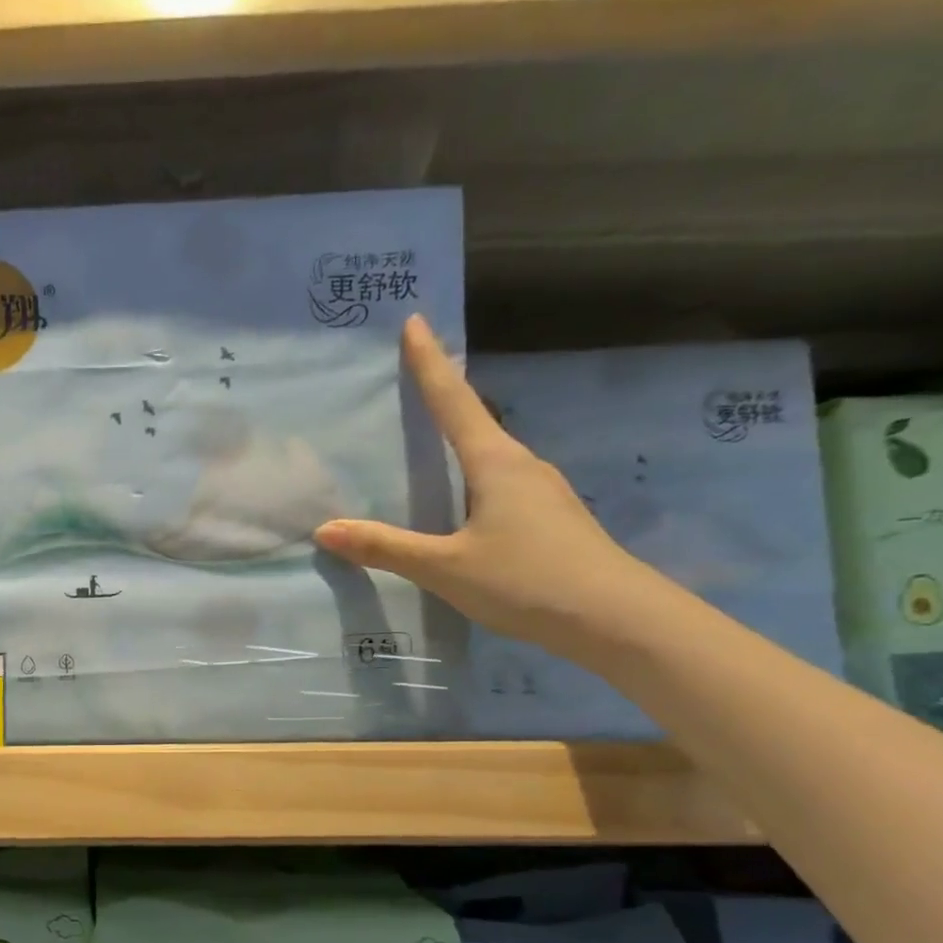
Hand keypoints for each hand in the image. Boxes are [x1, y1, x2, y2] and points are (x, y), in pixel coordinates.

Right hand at [314, 315, 668, 664]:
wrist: (616, 619)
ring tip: (427, 449)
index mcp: (496, 463)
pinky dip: (472, 480)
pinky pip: (500, 485)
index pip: (454, 402)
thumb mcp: (445, 568)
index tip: (415, 323)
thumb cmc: (527, 580)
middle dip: (443, 401)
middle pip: (475, 423)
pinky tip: (459, 506)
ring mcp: (541, 493)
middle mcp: (522, 466)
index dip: (431, 364)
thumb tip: (325, 529)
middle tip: (409, 386)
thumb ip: (386, 548)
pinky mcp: (550, 519)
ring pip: (490, 458)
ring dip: (459, 445)